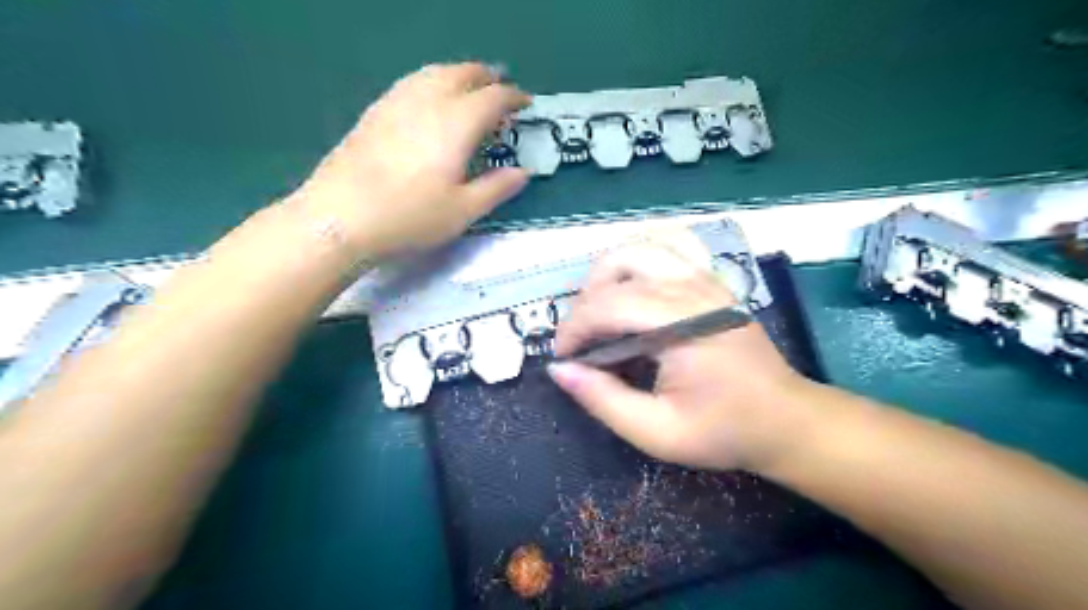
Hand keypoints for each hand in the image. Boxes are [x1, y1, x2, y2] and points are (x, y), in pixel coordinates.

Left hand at [285, 61, 530, 256]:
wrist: (341, 217)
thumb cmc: (410, 217)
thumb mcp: (464, 211)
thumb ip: (497, 188)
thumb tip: (523, 172)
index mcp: (457, 123)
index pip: (493, 97)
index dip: (514, 97)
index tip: (525, 104)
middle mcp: (428, 101)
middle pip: (462, 74)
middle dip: (486, 78)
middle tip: (500, 91)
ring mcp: (396, 102)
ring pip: (434, 73)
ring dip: (458, 75)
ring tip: (468, 90)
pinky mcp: (375, 112)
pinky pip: (411, 83)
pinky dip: (431, 82)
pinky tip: (429, 101)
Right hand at [554, 244, 814, 472]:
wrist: (785, 420)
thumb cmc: (723, 431)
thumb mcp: (657, 432)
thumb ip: (603, 400)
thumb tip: (559, 370)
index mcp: (683, 325)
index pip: (608, 305)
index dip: (574, 328)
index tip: (564, 358)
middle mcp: (693, 290)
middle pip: (617, 268)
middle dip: (585, 303)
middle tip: (582, 340)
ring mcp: (705, 279)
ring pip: (638, 249)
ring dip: (606, 276)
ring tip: (599, 313)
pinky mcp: (710, 280)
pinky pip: (663, 251)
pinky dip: (635, 265)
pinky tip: (630, 293)